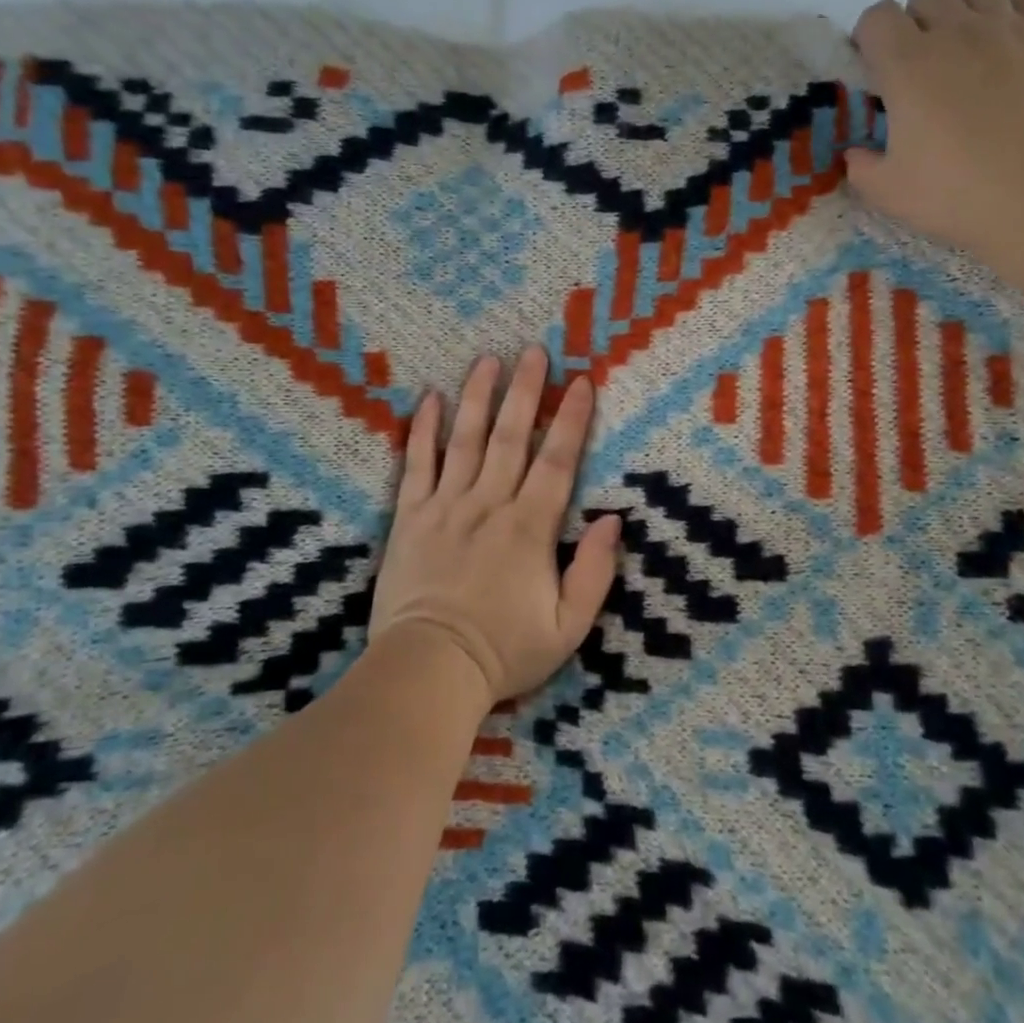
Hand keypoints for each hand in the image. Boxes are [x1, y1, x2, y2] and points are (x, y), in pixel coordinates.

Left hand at [368, 346, 620, 702]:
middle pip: (510, 436)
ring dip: (477, 396)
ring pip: (464, 440)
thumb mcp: (568, 626)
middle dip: (525, 391)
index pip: (557, 460)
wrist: (428, 671)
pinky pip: (416, 465)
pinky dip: (423, 431)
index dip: (571, 419)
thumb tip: (614, 520)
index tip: (581, 382)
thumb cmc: (504, 651)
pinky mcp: (409, 518)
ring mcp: (445, 507)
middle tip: (533, 351)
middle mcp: (489, 504)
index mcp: (530, 527)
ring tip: (487, 360)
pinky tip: (429, 400)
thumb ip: (595, 572)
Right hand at [846, 0, 1023, 250]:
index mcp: (906, 65)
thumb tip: (856, 153)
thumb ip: (861, 167)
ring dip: (960, 9)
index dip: (869, 38)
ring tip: (962, 45)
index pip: (876, 17)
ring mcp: (1004, 29)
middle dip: (914, 23)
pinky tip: (999, 27)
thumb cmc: (952, 193)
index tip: (875, 70)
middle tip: (920, 65)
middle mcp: (953, 32)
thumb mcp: (886, 192)